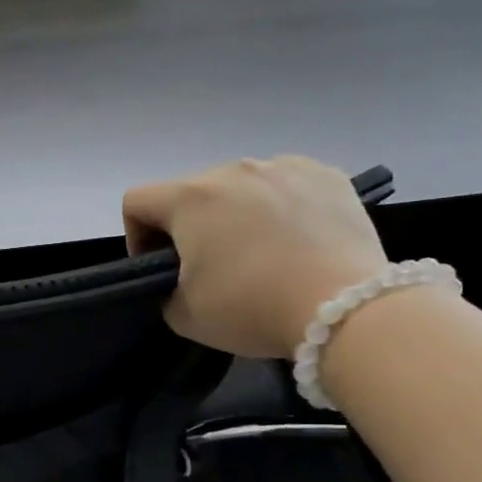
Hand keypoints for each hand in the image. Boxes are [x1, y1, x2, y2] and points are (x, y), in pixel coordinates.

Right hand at [123, 156, 388, 356]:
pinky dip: (281, 207)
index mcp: (191, 198)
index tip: (158, 268)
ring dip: (236, 213)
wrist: (344, 308)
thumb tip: (181, 277)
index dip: (136, 236)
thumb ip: (165, 289)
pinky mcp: (327, 174)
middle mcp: (234, 169)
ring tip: (261, 253)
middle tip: (212, 268)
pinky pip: (286, 185)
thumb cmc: (252, 308)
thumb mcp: (184, 315)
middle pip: (192, 192)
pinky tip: (297, 240)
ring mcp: (284, 166)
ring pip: (241, 186)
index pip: (137, 201)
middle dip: (190, 226)